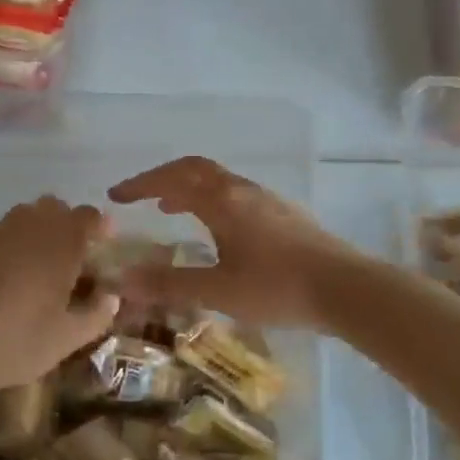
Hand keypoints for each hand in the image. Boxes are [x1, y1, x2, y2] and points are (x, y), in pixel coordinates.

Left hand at [0, 197, 118, 396]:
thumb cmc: (19, 341)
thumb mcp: (69, 338)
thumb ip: (97, 314)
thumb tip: (111, 297)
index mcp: (59, 244)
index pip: (87, 216)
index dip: (100, 225)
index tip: (105, 244)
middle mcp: (30, 229)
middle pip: (55, 207)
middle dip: (69, 223)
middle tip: (75, 255)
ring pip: (26, 214)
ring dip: (41, 228)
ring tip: (43, 262)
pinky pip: (3, 232)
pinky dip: (15, 242)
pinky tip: (12, 275)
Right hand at [106, 157, 352, 327]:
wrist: (345, 288)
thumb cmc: (277, 287)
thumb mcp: (218, 290)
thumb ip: (170, 284)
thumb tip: (122, 281)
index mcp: (222, 202)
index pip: (173, 179)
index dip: (141, 184)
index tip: (115, 195)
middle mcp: (243, 191)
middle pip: (197, 170)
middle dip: (164, 179)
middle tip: (142, 198)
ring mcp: (267, 200)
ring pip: (220, 182)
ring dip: (190, 189)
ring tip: (172, 210)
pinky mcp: (285, 215)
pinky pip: (237, 195)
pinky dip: (213, 201)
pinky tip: (218, 230)